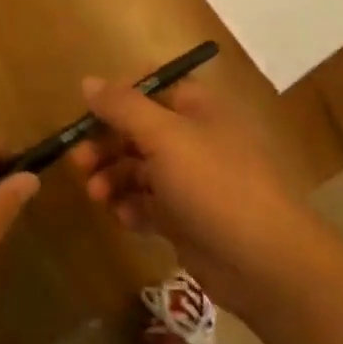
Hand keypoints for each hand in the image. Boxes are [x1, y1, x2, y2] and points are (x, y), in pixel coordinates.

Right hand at [68, 76, 306, 315]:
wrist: (264, 262)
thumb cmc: (214, 184)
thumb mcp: (164, 136)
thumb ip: (122, 107)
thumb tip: (87, 81)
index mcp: (197, 108)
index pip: (150, 88)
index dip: (117, 98)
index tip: (86, 114)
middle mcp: (193, 138)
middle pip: (137, 130)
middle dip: (105, 145)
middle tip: (78, 162)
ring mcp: (190, 181)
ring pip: (137, 169)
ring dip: (112, 178)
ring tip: (97, 196)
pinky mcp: (185, 218)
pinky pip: (147, 204)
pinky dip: (131, 208)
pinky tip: (125, 219)